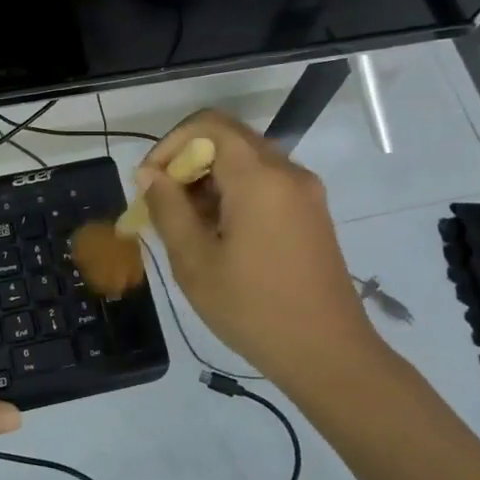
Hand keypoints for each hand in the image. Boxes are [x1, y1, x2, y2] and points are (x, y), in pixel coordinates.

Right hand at [139, 110, 373, 386]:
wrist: (329, 354)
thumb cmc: (253, 308)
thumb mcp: (195, 261)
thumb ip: (168, 208)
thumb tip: (150, 174)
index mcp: (259, 177)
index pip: (208, 125)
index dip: (170, 144)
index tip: (150, 183)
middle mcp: (287, 172)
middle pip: (228, 139)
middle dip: (188, 164)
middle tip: (163, 206)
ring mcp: (305, 192)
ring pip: (247, 162)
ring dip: (210, 181)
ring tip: (187, 226)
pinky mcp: (311, 213)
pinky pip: (266, 184)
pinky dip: (234, 194)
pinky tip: (219, 236)